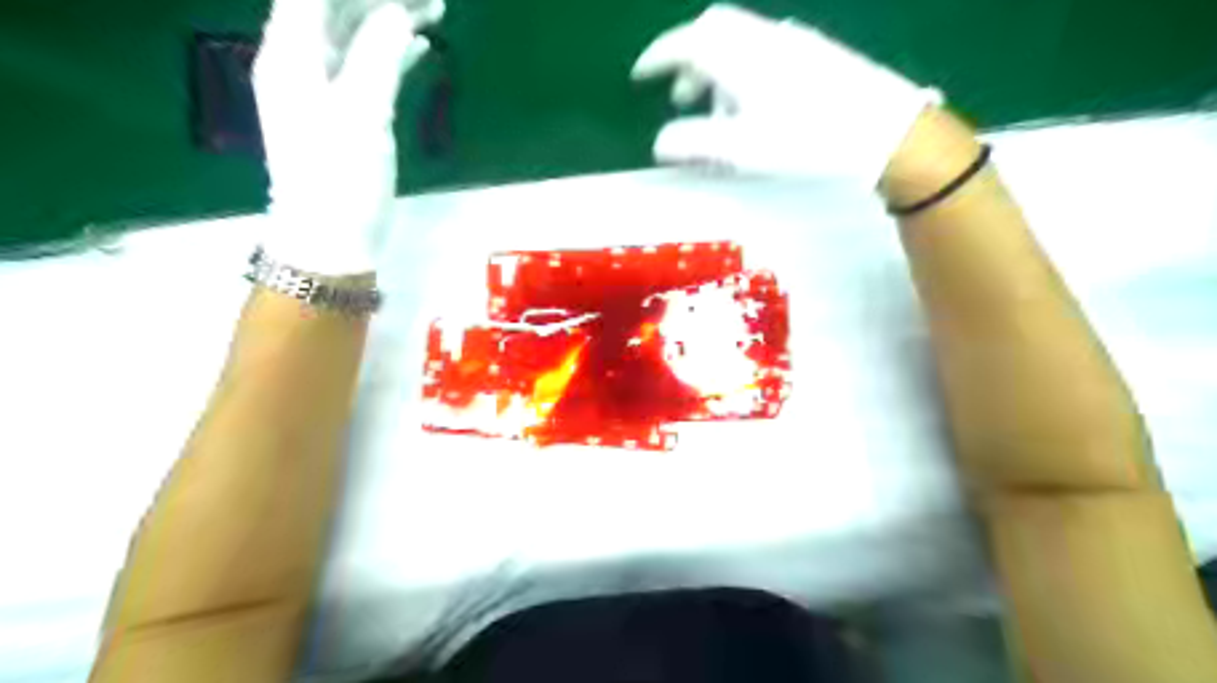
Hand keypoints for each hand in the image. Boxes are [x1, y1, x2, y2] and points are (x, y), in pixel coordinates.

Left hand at [253, 0, 441, 275]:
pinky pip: (367, 66)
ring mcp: (323, 89)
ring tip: (434, 10)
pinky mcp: (345, 114)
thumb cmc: (340, 177)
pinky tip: (420, 45)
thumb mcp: (361, 113)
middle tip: (430, 0)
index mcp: (291, 52)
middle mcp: (300, 61)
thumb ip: (379, 55)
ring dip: (391, 19)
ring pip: (356, 35)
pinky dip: (393, 52)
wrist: (330, 238)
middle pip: (336, 7)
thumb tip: (398, 12)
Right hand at [637, 3, 938, 184]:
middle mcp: (762, 38)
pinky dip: (743, 75)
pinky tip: (754, 108)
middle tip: (680, 97)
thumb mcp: (740, 148)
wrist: (881, 130)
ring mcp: (791, 43)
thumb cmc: (805, 138)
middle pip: (713, 33)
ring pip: (739, 45)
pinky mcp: (813, 55)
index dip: (658, 57)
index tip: (640, 75)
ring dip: (717, 73)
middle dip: (688, 62)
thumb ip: (693, 142)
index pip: (686, 42)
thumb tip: (661, 142)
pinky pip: (762, 54)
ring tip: (717, 116)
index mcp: (739, 55)